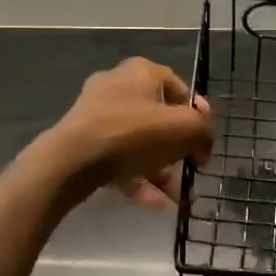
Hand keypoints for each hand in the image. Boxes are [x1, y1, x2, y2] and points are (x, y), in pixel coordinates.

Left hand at [40, 57, 212, 208]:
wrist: (71, 160)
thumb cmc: (133, 133)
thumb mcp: (185, 129)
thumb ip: (203, 133)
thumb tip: (202, 148)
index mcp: (141, 72)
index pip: (178, 87)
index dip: (196, 114)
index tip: (202, 140)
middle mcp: (117, 87)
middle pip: (158, 118)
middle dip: (177, 149)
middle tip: (190, 170)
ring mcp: (96, 115)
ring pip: (138, 143)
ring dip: (161, 170)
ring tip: (177, 196)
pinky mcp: (83, 142)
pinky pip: (118, 159)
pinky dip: (138, 179)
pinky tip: (155, 203)